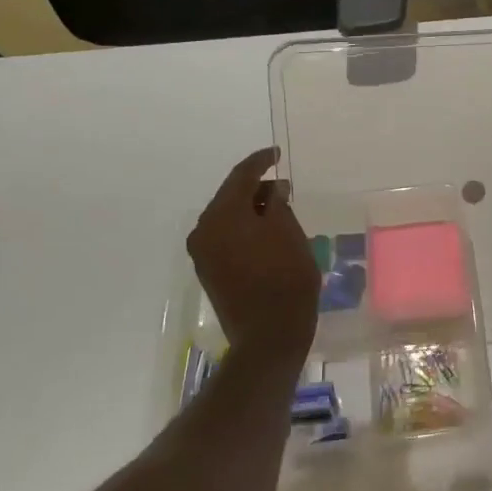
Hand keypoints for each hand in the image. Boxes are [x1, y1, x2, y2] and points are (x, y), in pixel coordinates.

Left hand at [187, 148, 318, 364]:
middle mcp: (204, 230)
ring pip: (227, 218)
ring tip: (278, 209)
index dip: (260, 161)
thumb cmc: (285, 278)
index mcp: (221, 215)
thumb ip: (277, 203)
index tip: (276, 154)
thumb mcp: (288, 232)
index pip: (241, 176)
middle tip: (283, 186)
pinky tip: (265, 232)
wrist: (268, 336)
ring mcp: (203, 254)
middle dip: (256, 188)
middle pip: (230, 197)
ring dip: (250, 210)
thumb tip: (273, 190)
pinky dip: (244, 229)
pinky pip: (226, 237)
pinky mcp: (209, 273)